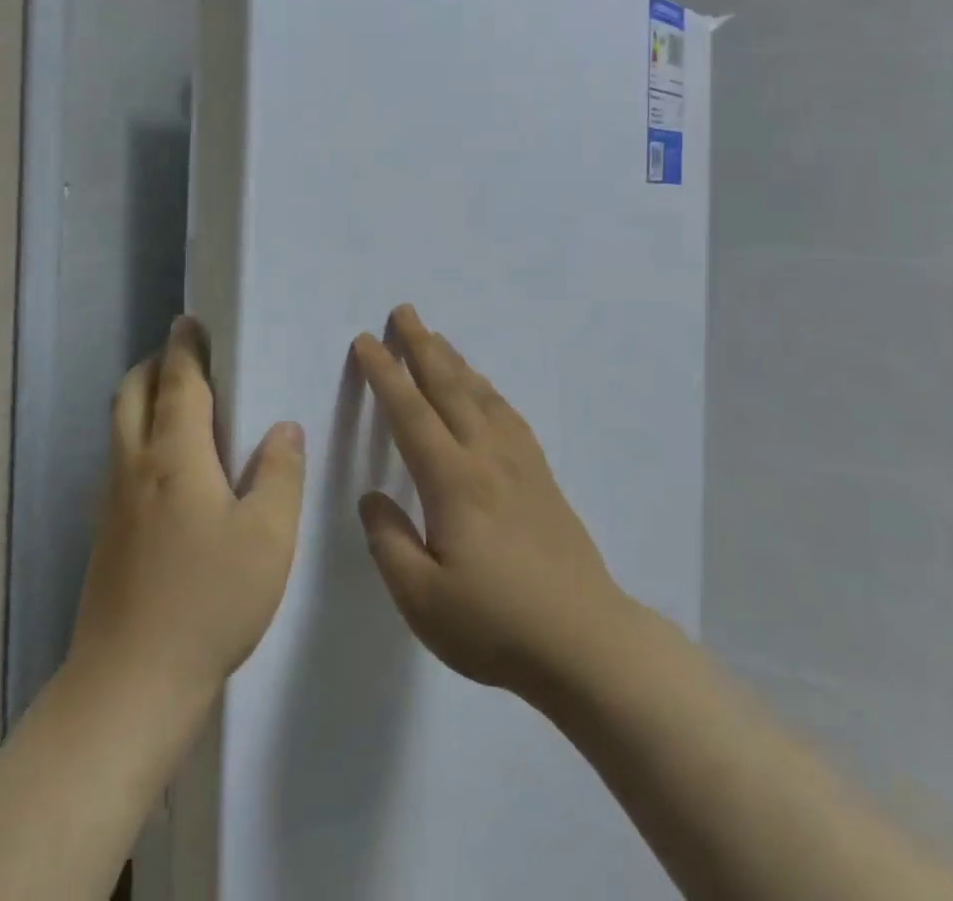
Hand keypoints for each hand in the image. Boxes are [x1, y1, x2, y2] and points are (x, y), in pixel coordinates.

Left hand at [68, 317, 304, 709]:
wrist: (129, 686)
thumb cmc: (208, 600)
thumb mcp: (268, 536)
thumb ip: (280, 473)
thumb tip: (283, 428)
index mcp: (174, 455)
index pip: (178, 381)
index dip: (185, 347)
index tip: (190, 321)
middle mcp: (134, 466)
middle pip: (131, 394)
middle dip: (154, 364)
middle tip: (184, 355)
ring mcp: (112, 502)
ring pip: (119, 427)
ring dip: (142, 398)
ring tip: (178, 401)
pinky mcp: (105, 535)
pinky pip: (119, 460)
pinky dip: (138, 435)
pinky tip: (168, 467)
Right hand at [352, 305, 627, 699]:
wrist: (586, 642)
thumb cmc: (496, 625)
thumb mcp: (422, 600)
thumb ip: (389, 542)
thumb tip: (372, 496)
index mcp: (453, 481)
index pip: (410, 413)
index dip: (385, 374)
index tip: (366, 341)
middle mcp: (486, 457)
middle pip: (449, 387)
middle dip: (422, 345)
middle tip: (404, 311)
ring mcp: (520, 463)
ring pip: (481, 394)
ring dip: (455, 361)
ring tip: (438, 338)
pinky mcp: (542, 477)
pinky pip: (509, 415)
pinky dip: (489, 390)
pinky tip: (485, 390)